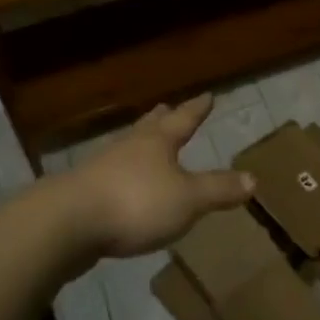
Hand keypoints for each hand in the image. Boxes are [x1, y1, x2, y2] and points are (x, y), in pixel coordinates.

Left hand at [62, 94, 254, 260]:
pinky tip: (121, 186)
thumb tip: (254, 178)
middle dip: (163, 119)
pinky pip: (111, 176)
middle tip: (168, 108)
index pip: (184, 119)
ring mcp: (102, 168)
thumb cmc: (135, 203)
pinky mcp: (83, 193)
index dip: (197, 109)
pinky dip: (122, 175)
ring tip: (145, 144)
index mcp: (158, 142)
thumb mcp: (188, 200)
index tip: (207, 95)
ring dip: (140, 145)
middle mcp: (130, 146)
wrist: (66, 224)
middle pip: (150, 126)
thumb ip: (219, 189)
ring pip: (127, 148)